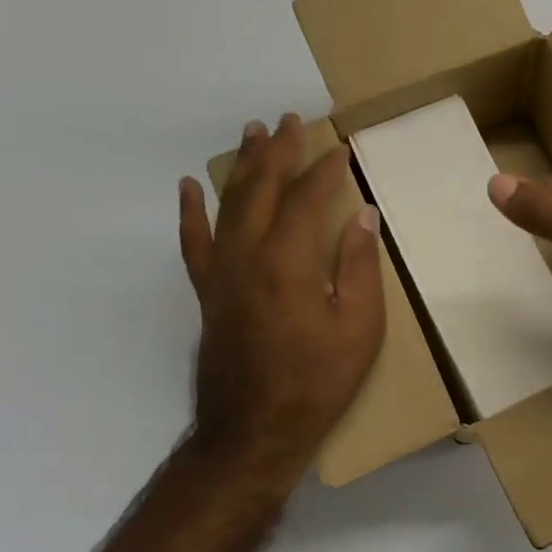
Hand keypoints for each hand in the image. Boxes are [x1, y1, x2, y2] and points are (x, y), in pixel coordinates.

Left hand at [179, 114, 384, 464]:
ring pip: (229, 204)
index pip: (306, 198)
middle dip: (279, 151)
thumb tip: (362, 215)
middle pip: (261, 188)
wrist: (254, 431)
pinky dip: (191, 211)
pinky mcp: (206, 291)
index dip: (325, 170)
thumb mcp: (359, 327)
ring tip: (252, 132)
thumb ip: (358, 265)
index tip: (342, 150)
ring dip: (243, 165)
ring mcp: (220, 272)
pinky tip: (190, 186)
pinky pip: (193, 241)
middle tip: (291, 120)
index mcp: (288, 261)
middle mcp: (247, 255)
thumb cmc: (317, 381)